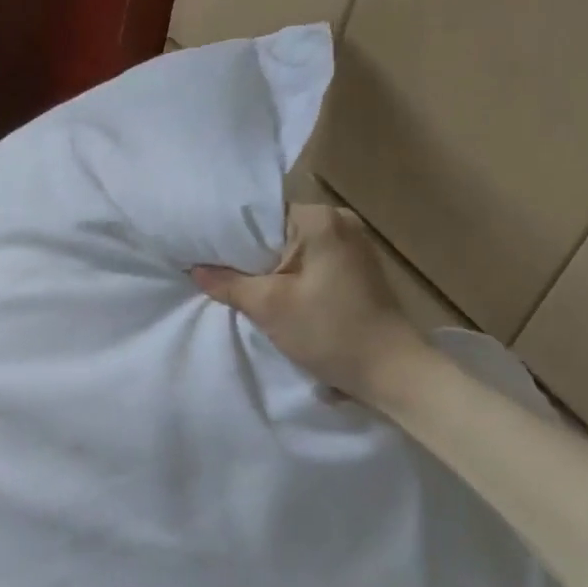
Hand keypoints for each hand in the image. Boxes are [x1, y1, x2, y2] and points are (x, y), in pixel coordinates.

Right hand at [192, 204, 426, 405]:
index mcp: (321, 220)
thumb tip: (196, 269)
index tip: (202, 251)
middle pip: (276, 231)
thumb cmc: (329, 332)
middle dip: (247, 253)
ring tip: (234, 283)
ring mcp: (353, 246)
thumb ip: (229, 284)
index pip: (260, 215)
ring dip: (267, 268)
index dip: (229, 235)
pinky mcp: (356, 270)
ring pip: (293, 249)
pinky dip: (289, 276)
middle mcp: (340, 222)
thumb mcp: (270, 307)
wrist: (391, 371)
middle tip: (211, 270)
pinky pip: (310, 263)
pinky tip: (270, 294)